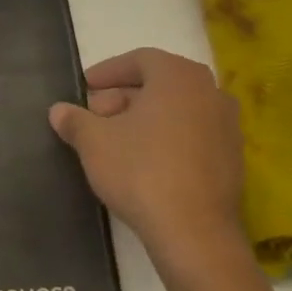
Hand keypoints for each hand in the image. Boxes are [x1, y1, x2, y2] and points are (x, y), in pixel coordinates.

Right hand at [49, 48, 246, 269]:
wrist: (193, 231)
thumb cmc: (140, 171)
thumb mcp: (93, 142)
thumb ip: (74, 120)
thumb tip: (59, 111)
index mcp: (178, 77)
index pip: (140, 59)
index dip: (109, 71)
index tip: (86, 87)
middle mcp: (210, 92)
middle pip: (160, 83)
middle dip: (124, 96)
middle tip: (96, 115)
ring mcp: (227, 126)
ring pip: (178, 109)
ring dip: (146, 117)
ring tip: (116, 140)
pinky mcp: (232, 158)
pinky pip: (193, 134)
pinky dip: (167, 137)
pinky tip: (144, 161)